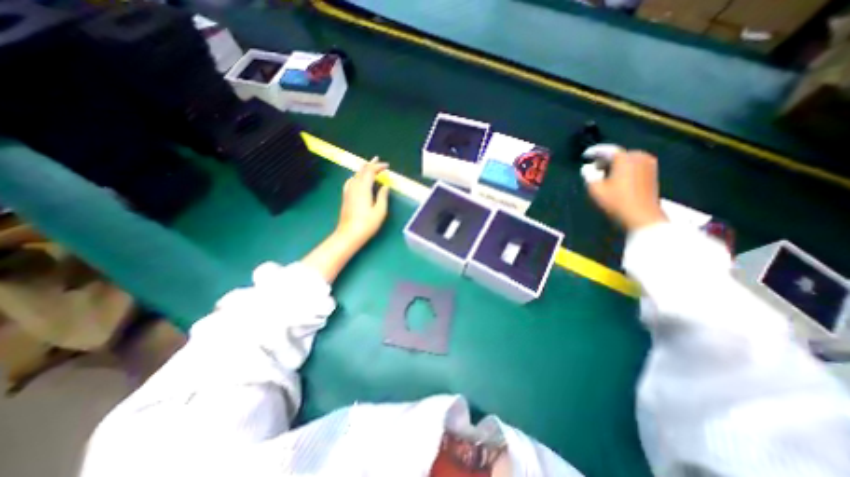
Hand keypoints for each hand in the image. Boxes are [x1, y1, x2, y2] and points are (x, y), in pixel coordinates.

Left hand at [338, 159, 393, 246]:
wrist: (349, 234)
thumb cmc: (367, 224)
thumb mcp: (380, 211)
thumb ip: (383, 196)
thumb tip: (385, 186)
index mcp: (363, 189)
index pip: (370, 172)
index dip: (378, 167)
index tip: (387, 166)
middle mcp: (354, 187)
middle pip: (361, 171)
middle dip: (370, 164)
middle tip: (378, 160)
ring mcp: (348, 192)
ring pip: (355, 175)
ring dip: (363, 169)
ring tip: (369, 166)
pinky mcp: (346, 197)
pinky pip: (350, 181)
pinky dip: (356, 176)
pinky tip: (356, 178)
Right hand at [588, 148, 666, 230]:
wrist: (641, 217)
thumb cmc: (616, 202)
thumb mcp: (595, 189)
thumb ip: (588, 175)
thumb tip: (587, 168)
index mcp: (625, 158)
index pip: (606, 150)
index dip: (593, 152)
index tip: (584, 156)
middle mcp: (639, 157)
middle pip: (617, 154)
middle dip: (604, 160)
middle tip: (592, 169)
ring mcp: (648, 165)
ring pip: (626, 160)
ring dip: (613, 166)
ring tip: (602, 176)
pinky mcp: (652, 174)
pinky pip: (633, 166)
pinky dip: (622, 170)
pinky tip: (615, 180)